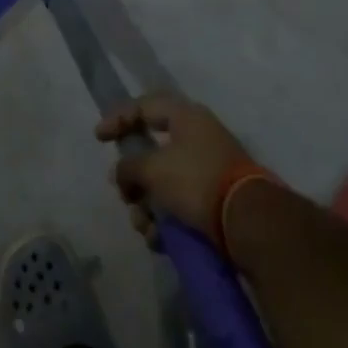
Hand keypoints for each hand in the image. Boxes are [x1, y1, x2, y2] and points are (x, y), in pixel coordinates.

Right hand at [96, 93, 252, 244]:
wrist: (249, 222)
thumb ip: (129, 167)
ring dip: (147, 207)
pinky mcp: (214, 201)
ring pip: (163, 185)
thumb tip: (121, 173)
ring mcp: (207, 170)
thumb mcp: (153, 169)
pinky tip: (161, 240)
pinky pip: (179, 206)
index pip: (144, 106)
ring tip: (146, 227)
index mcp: (186, 117)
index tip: (98, 138)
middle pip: (151, 153)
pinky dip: (166, 222)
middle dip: (134, 181)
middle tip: (126, 196)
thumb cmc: (196, 180)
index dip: (118, 118)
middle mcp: (197, 138)